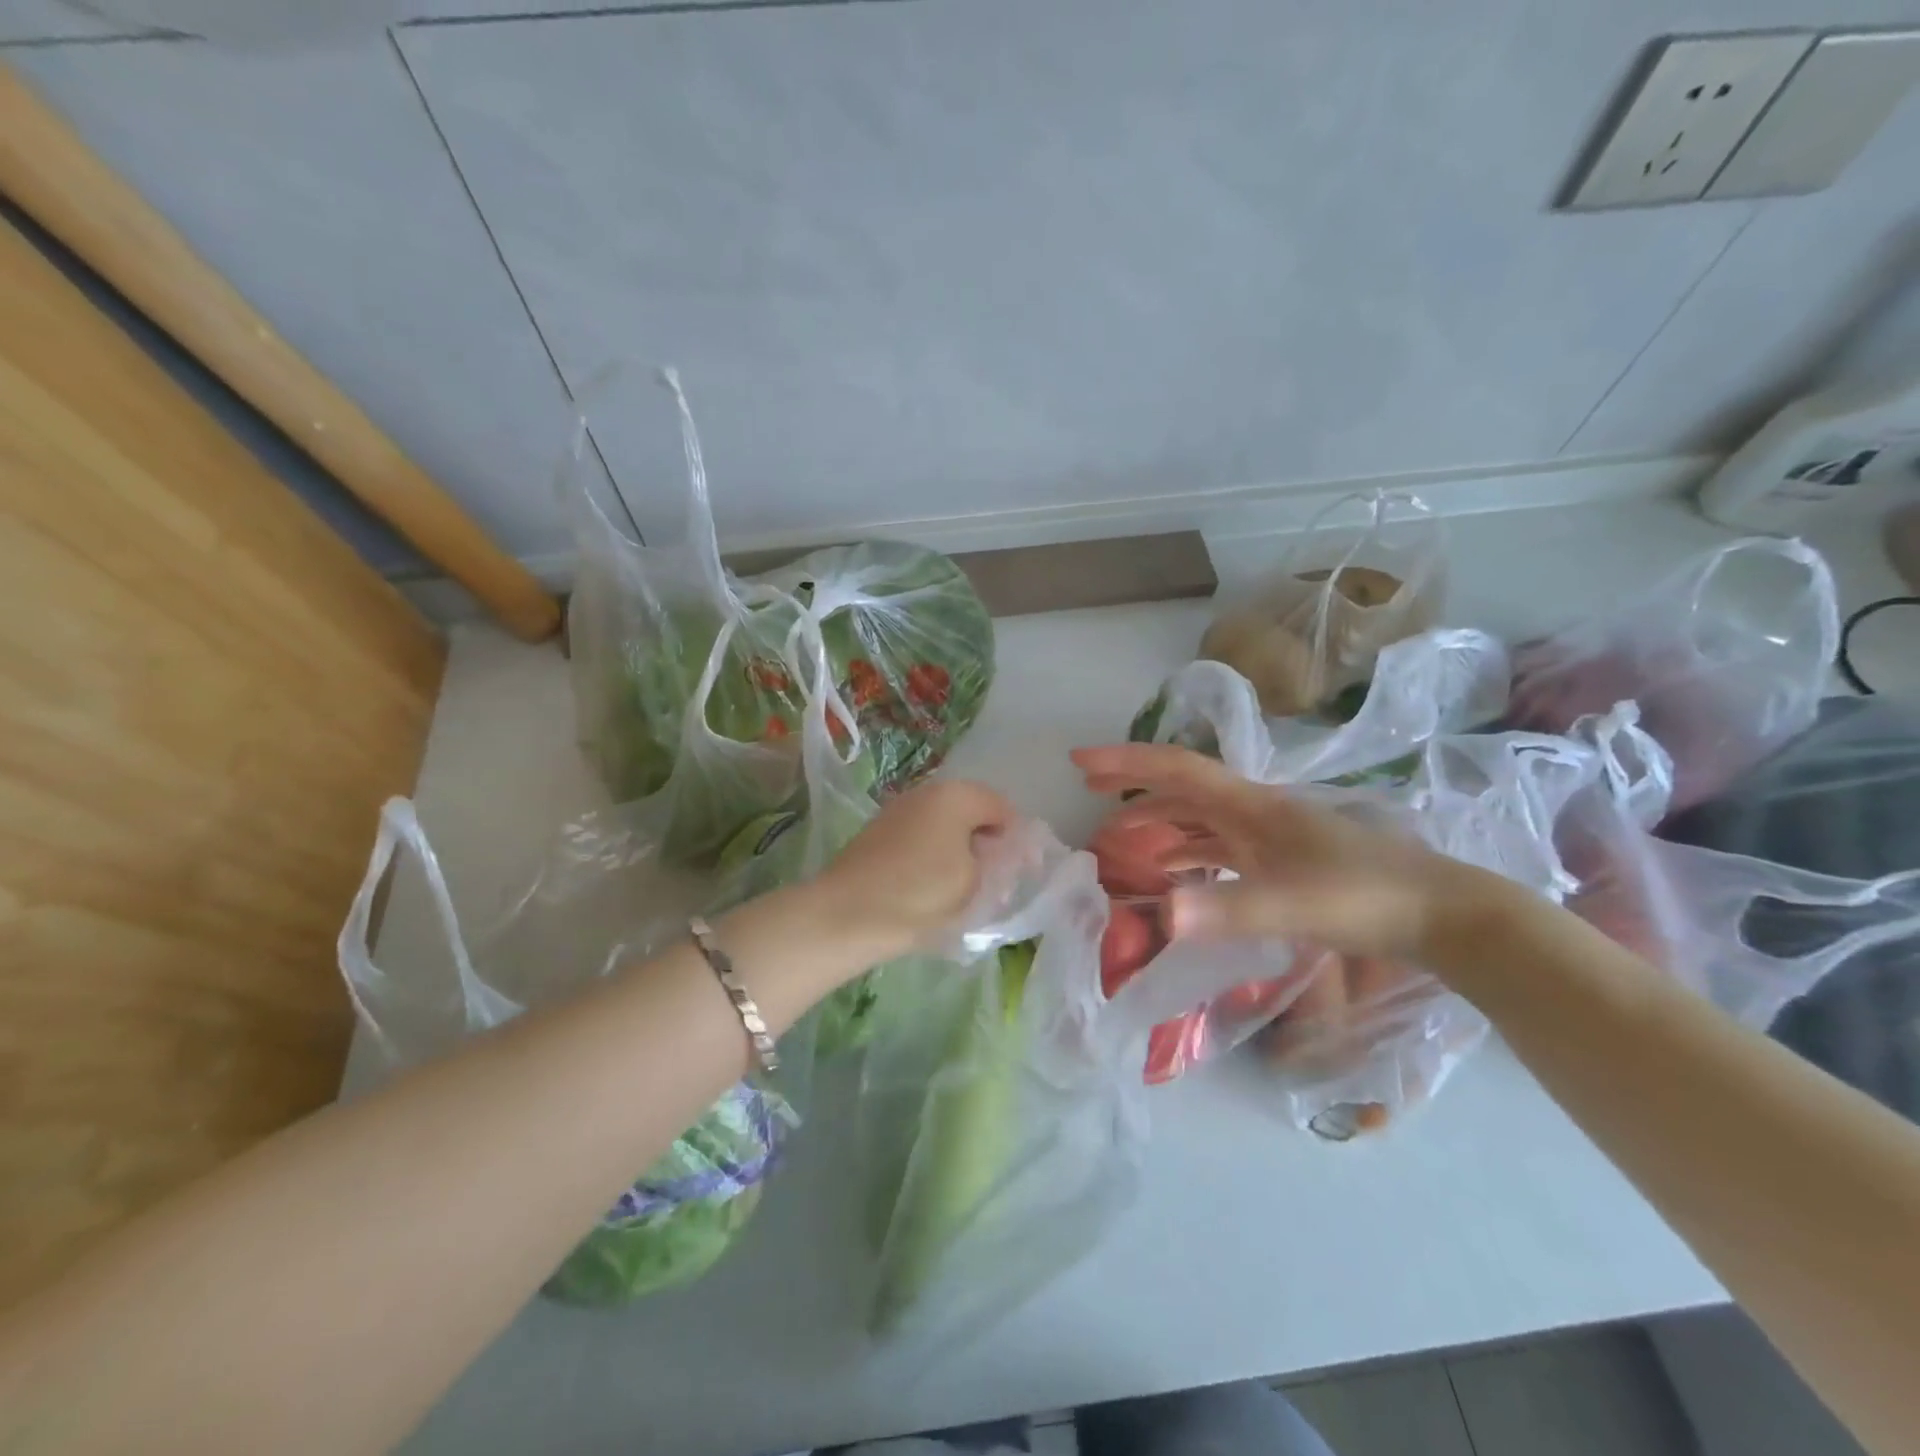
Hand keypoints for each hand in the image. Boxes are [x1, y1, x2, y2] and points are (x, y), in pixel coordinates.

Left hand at [814, 778, 1017, 962]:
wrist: (847, 915)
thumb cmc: (921, 894)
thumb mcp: (976, 882)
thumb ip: (999, 862)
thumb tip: (1003, 854)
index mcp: (956, 795)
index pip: (1003, 808)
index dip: (1018, 839)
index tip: (1022, 873)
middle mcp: (927, 792)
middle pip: (972, 813)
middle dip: (989, 844)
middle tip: (995, 883)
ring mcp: (899, 810)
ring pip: (945, 826)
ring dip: (961, 851)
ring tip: (964, 891)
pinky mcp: (879, 833)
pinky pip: (922, 838)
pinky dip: (934, 857)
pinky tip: (931, 888)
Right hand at [1072, 742, 1508, 963]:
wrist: (1443, 914)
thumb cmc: (1366, 899)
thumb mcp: (1293, 906)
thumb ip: (1227, 909)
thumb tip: (1160, 914)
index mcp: (1251, 806)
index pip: (1176, 769)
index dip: (1125, 762)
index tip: (1079, 762)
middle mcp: (1255, 810)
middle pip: (1182, 786)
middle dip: (1133, 783)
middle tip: (1088, 788)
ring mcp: (1271, 834)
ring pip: (1199, 816)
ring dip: (1158, 819)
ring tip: (1119, 836)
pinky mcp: (1283, 859)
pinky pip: (1219, 845)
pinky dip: (1188, 850)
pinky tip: (1177, 873)